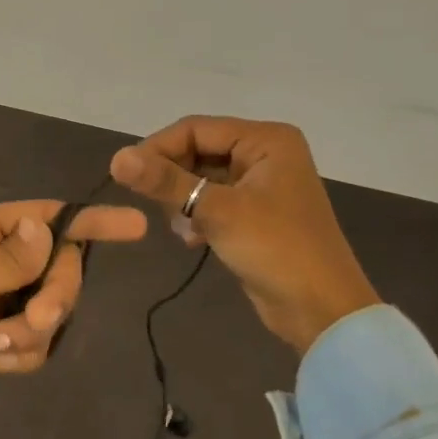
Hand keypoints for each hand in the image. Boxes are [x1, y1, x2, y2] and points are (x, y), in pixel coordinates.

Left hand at [0, 201, 147, 432]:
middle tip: (34, 320)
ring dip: (28, 333)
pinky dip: (19, 354)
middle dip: (53, 297)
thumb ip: (10, 258)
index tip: (135, 227)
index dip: (90, 222)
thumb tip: (47, 227)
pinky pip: (35, 341)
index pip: (44, 217)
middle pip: (58, 268)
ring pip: (49, 309)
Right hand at [110, 116, 378, 352]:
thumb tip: (116, 158)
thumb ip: (166, 182)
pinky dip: (196, 216)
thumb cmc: (276, 250)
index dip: (157, 148)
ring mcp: (260, 185)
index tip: (124, 175)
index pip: (195, 128)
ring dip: (183, 202)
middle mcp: (264, 154)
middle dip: (172, 179)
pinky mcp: (253, 213)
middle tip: (153, 206)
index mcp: (266, 140)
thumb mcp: (218, 211)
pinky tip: (193, 239)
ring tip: (181, 228)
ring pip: (200, 178)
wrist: (321, 310)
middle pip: (197, 151)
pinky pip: (211, 201)